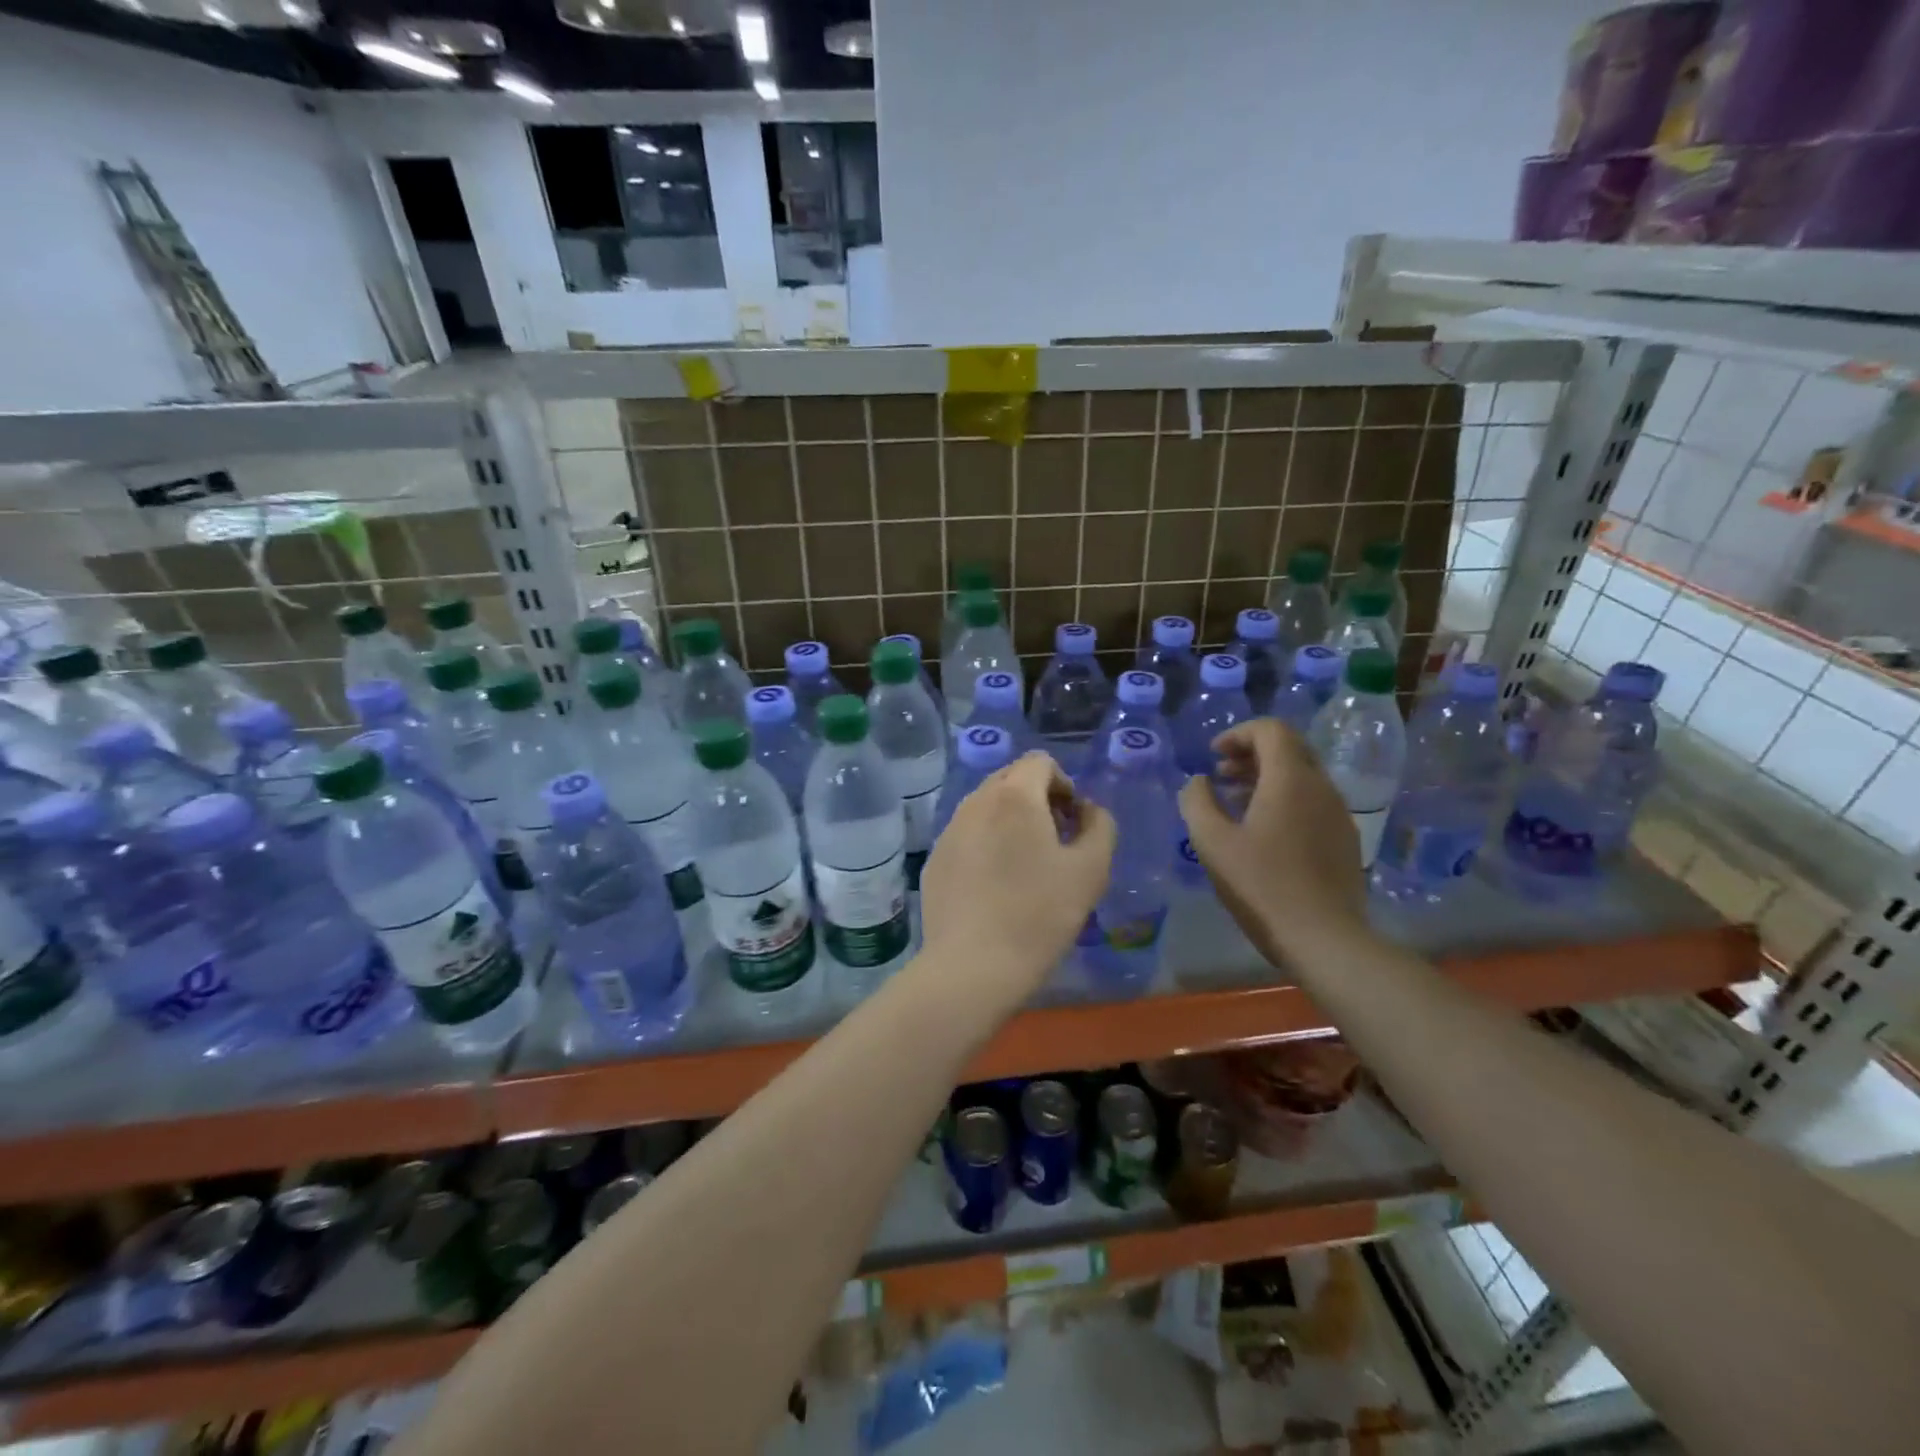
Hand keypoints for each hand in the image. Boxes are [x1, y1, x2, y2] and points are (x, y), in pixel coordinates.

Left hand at [919, 751, 1115, 1010]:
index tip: (1072, 823)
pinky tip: (995, 885)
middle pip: (1010, 779)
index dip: (1063, 784)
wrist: (973, 965)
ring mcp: (949, 830)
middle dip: (1037, 798)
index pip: (1039, 762)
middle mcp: (975, 802)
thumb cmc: (1040, 914)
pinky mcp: (935, 858)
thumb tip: (1088, 809)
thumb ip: (1099, 826)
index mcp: (1014, 796)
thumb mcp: (1091, 870)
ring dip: (1010, 821)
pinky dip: (985, 843)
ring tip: (1025, 865)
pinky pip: (967, 834)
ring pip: (985, 807)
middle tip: (1054, 841)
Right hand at [1178, 719, 1370, 967]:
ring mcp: (1339, 813)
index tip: (1213, 756)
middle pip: (1289, 749)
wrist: (1324, 938)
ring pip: (1302, 776)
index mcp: (1290, 779)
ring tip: (1236, 803)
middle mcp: (1321, 787)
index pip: (1271, 729)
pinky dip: (1285, 800)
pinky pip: (1313, 802)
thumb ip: (1197, 802)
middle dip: (1252, 753)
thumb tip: (1198, 781)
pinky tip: (1264, 832)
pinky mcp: (1345, 839)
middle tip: (1222, 775)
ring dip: (1267, 778)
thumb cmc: (1262, 885)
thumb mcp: (1212, 842)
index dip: (1238, 734)